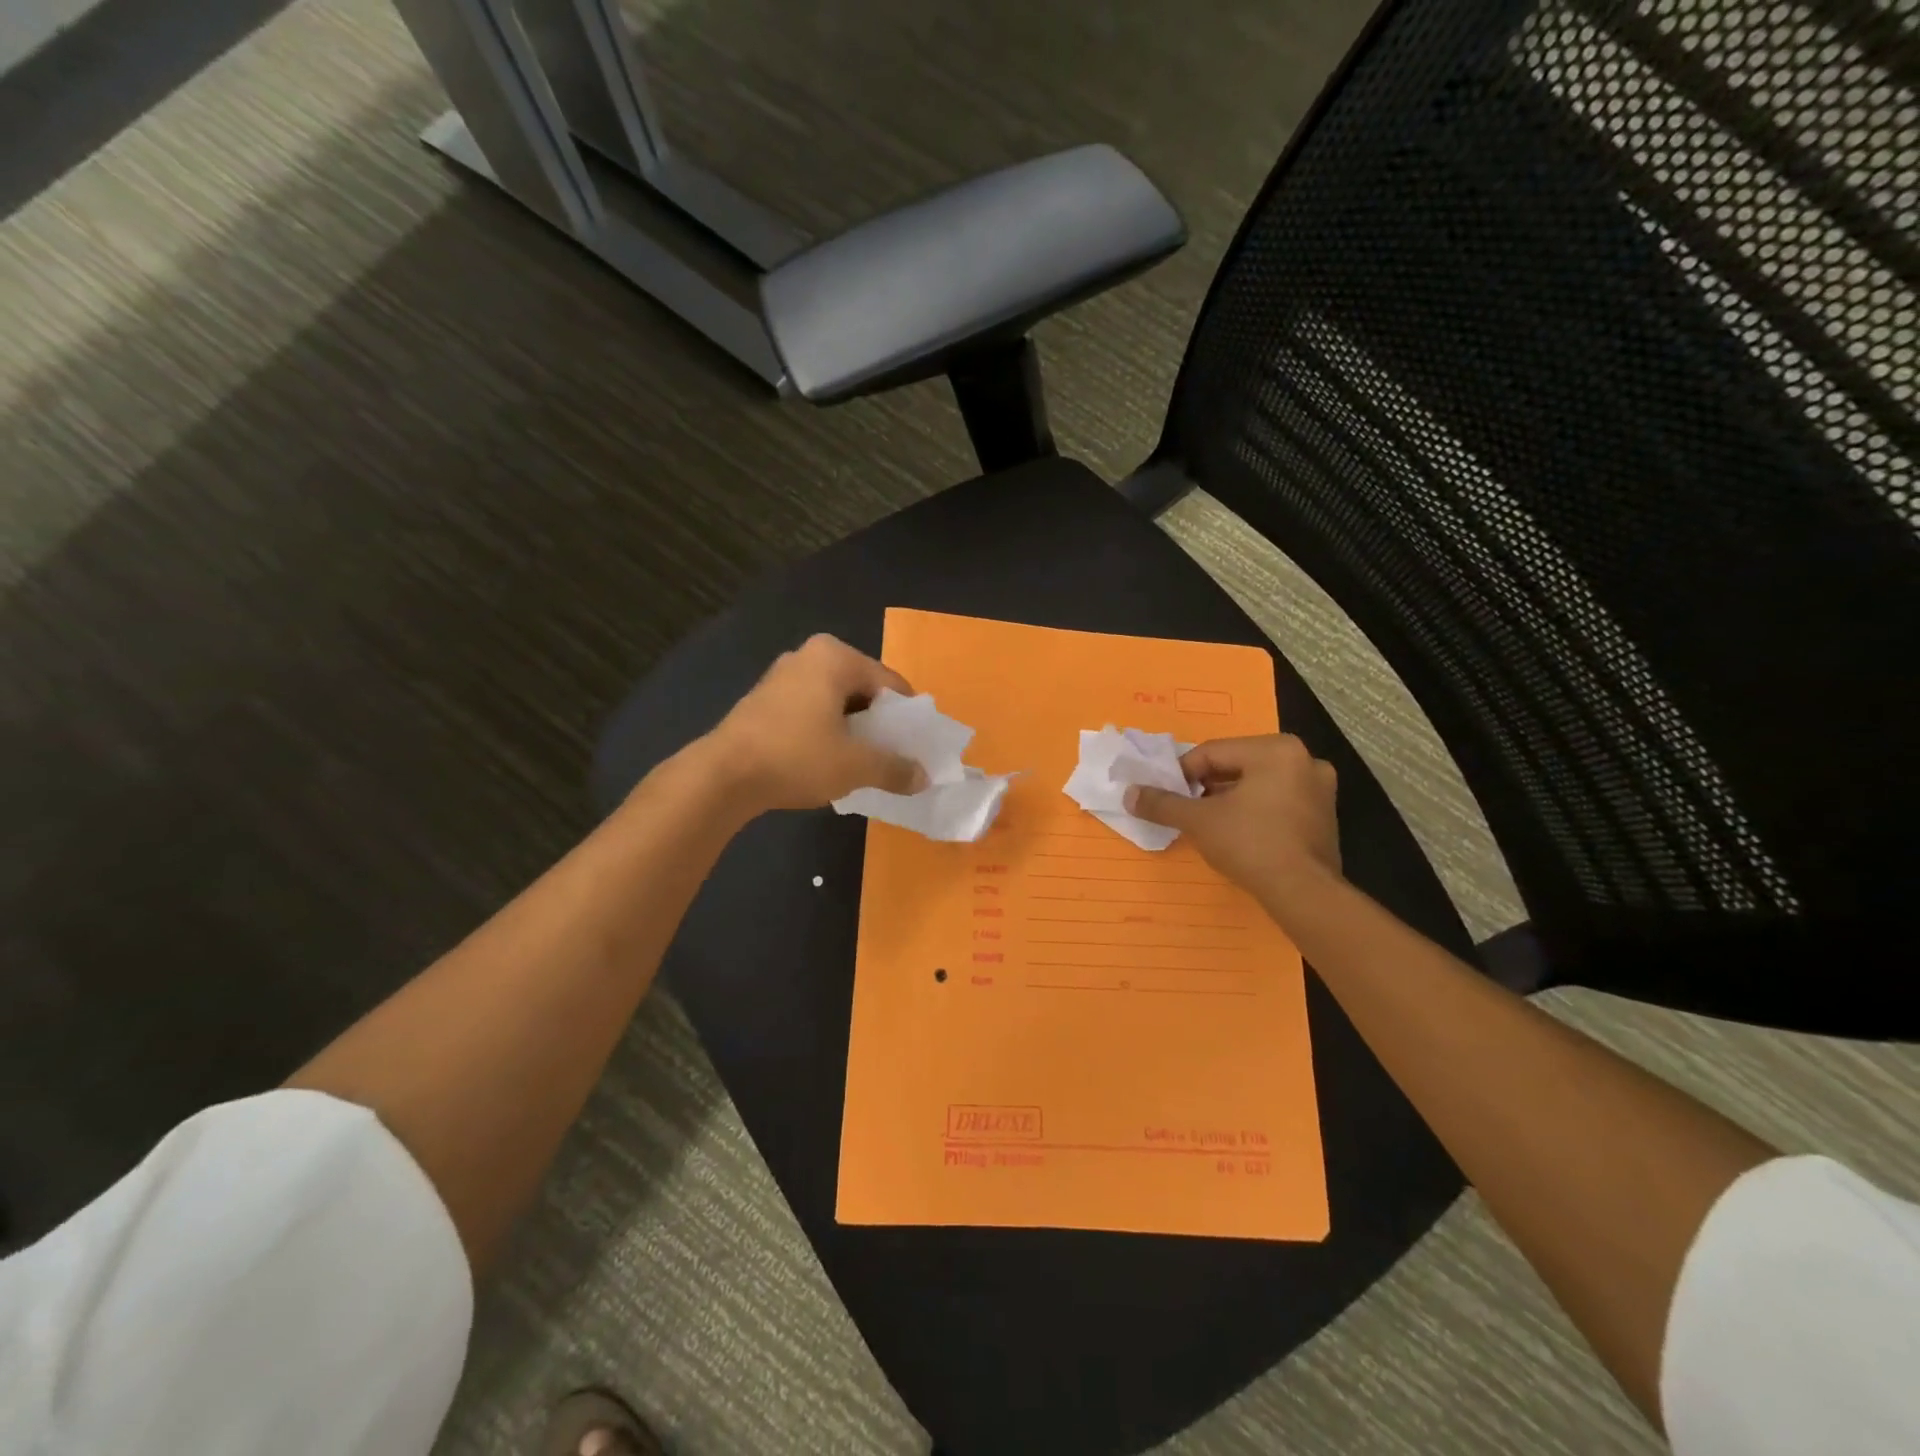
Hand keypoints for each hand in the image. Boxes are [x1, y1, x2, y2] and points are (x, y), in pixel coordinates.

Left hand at [700, 634, 928, 813]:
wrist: (723, 776)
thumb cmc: (797, 757)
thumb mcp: (856, 766)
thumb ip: (895, 768)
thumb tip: (923, 777)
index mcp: (835, 657)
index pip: (890, 683)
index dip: (908, 717)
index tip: (917, 746)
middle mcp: (808, 656)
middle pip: (863, 690)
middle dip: (880, 723)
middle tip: (893, 756)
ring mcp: (782, 676)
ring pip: (835, 702)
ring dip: (853, 729)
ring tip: (864, 762)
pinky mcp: (764, 700)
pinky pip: (811, 711)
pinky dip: (826, 731)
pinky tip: (829, 760)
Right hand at [1124, 734, 1341, 911]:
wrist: (1304, 894)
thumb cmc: (1250, 844)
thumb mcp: (1198, 821)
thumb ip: (1162, 803)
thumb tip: (1129, 795)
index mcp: (1276, 749)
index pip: (1212, 753)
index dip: (1182, 774)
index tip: (1166, 797)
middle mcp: (1304, 760)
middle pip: (1237, 766)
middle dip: (1207, 787)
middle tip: (1187, 810)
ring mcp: (1320, 789)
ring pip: (1258, 785)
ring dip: (1230, 800)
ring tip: (1209, 824)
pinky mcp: (1324, 816)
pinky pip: (1278, 802)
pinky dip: (1255, 812)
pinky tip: (1239, 835)